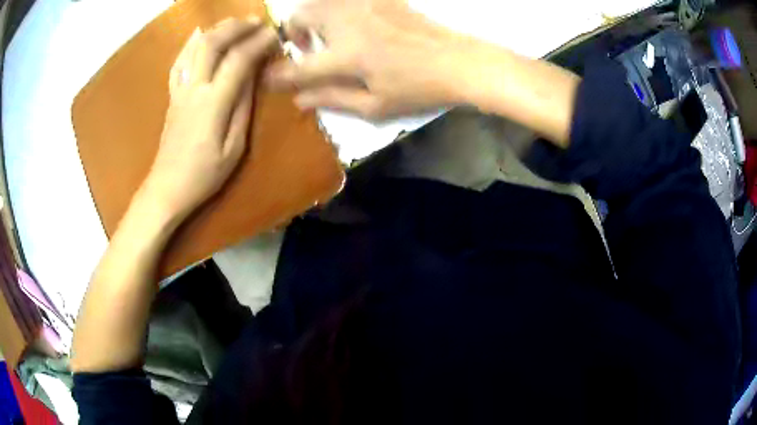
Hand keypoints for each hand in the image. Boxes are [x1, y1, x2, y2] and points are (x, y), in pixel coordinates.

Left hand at [143, 18, 277, 222]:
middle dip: (237, 27)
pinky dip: (190, 43)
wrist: (166, 188)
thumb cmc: (203, 175)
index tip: (275, 34)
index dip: (259, 43)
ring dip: (217, 29)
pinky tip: (198, 34)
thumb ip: (243, 108)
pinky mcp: (172, 95)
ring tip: (235, 23)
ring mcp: (180, 90)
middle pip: (213, 43)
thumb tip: (252, 78)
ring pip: (195, 47)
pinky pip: (179, 62)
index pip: (239, 60)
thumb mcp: (234, 148)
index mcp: (213, 102)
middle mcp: (194, 88)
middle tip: (257, 21)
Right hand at [266, 0, 468, 119]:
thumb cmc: (419, 88)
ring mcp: (364, 5)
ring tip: (326, 34)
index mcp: (347, 55)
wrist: (457, 60)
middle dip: (292, 33)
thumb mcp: (375, 106)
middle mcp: (349, 23)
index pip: (298, 66)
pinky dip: (334, 7)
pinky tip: (349, 22)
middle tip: (307, 50)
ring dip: (311, 16)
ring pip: (318, 0)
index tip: (268, 78)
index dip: (278, 74)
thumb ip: (332, 99)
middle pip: (299, 16)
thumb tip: (298, 99)